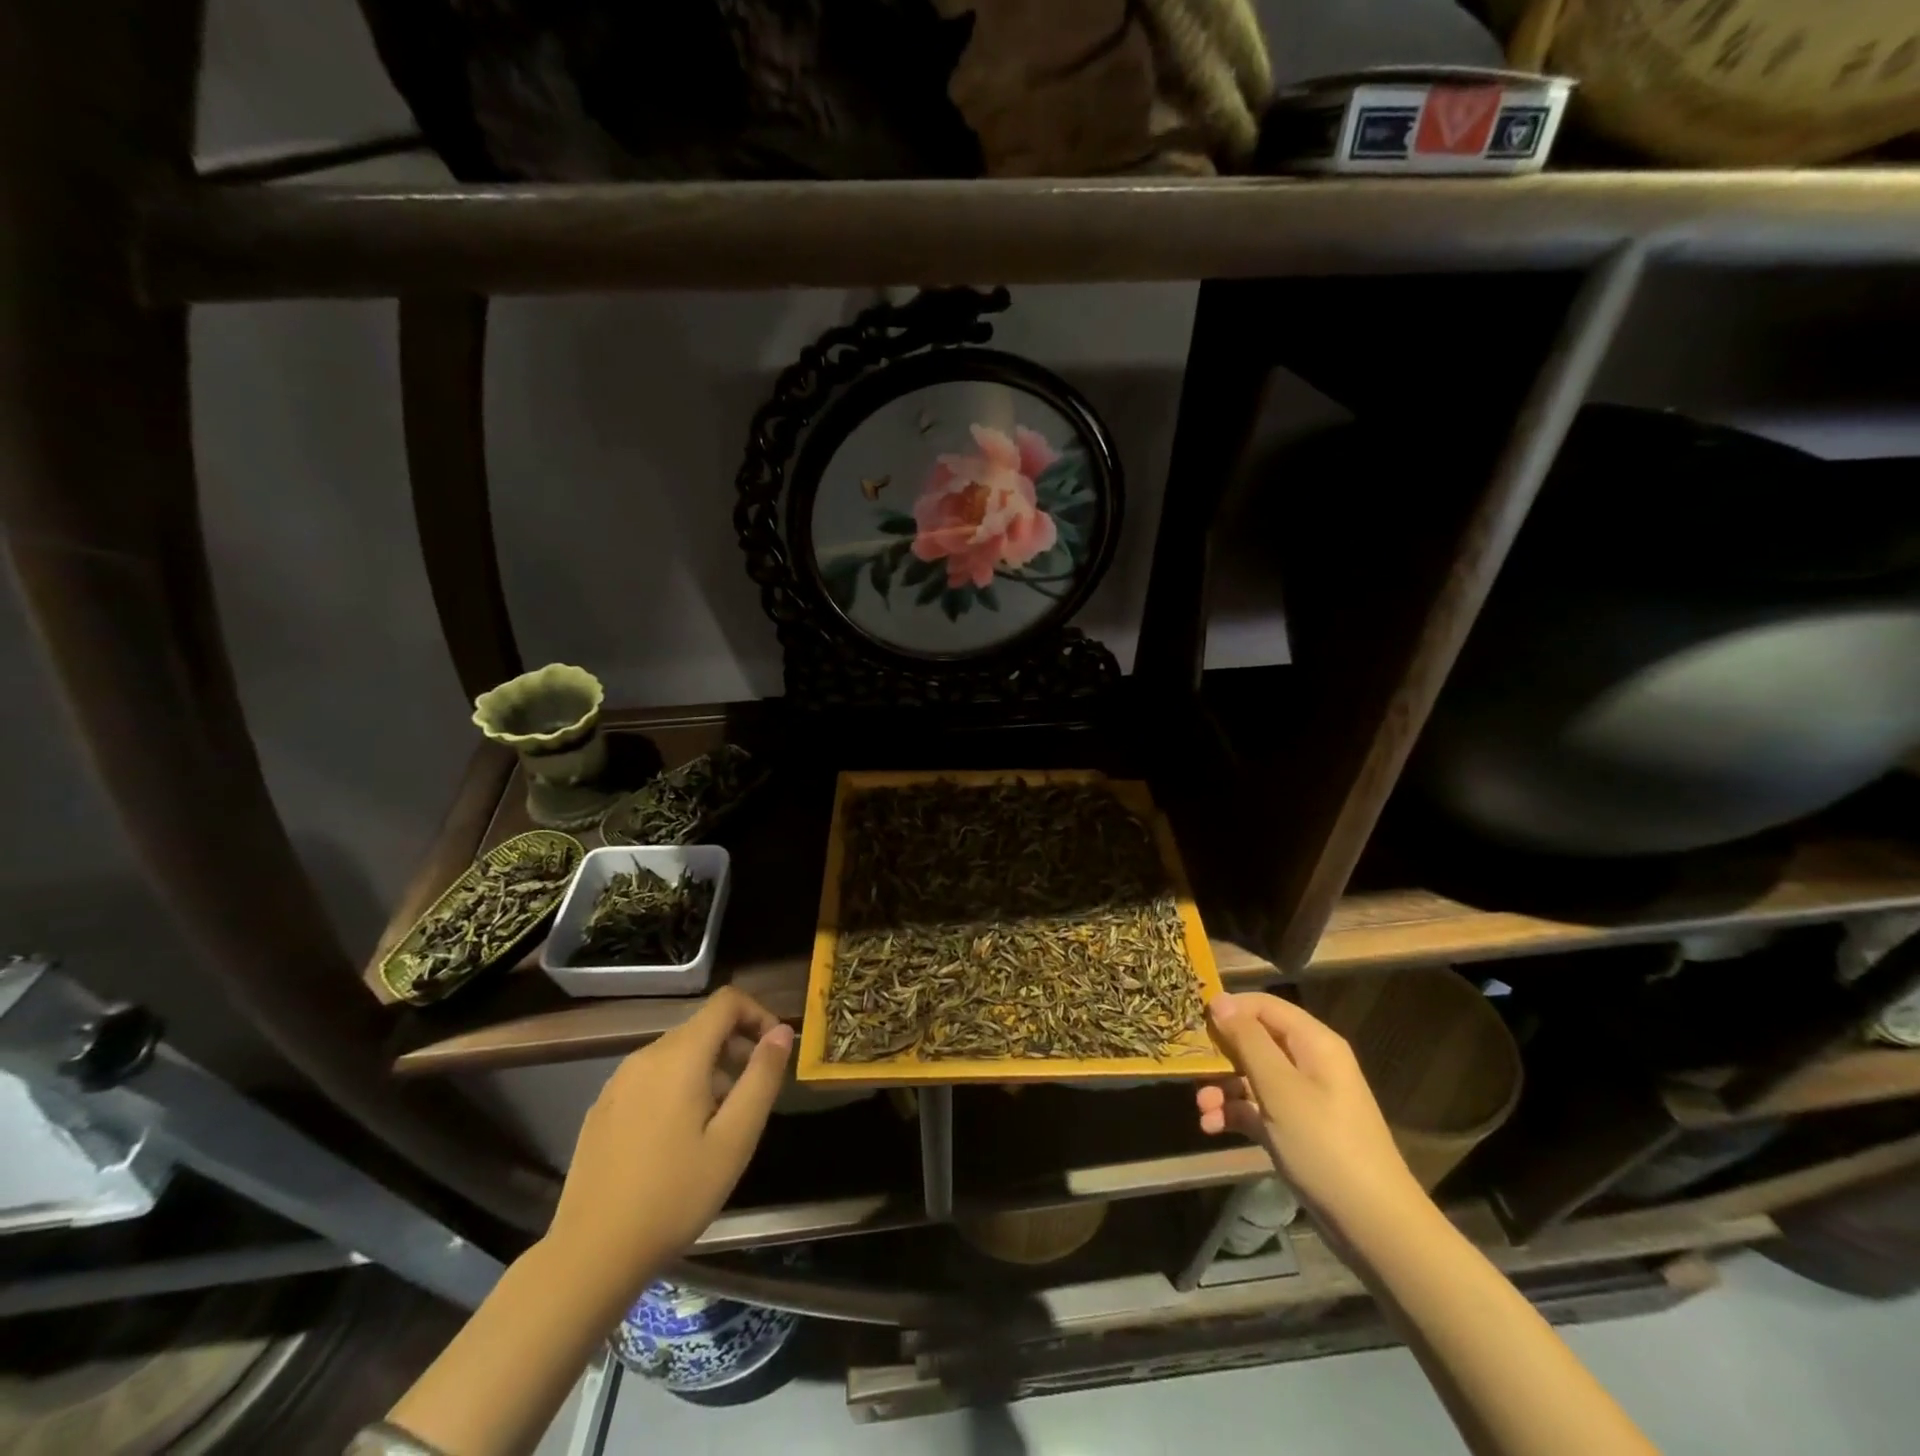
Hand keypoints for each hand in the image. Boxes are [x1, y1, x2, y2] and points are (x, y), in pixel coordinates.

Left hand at [544, 986, 792, 1296]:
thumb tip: (782, 1031)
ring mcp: (618, 1082)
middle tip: (750, 1098)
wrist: (590, 1256)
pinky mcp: (602, 1108)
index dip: (758, 1014)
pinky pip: (651, 1078)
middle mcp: (645, 1056)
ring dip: (708, 1071)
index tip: (773, 1053)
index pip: (727, 1001)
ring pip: (677, 1054)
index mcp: (680, 1056)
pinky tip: (677, 1141)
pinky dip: (677, 1088)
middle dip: (735, 1049)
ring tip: (717, 1125)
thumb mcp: (735, 1139)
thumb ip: (762, 1077)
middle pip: (702, 1027)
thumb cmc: (674, 1196)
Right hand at [1197, 991, 1426, 1247]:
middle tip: (1190, 1068)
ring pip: (1252, 1076)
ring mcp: (1302, 1098)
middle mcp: (1308, 1063)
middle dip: (1221, 1055)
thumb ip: (1248, 1041)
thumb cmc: (1325, 1145)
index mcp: (1313, 1043)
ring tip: (1201, 1108)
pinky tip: (1212, 1127)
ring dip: (1223, 1088)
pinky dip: (1235, 1113)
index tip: (1193, 1022)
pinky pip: (1258, 1108)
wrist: (1373, 1226)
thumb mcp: (1280, 1089)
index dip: (1229, 1009)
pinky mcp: (1295, 1129)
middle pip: (1255, 1041)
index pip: (1264, 1006)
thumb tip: (1219, 1000)